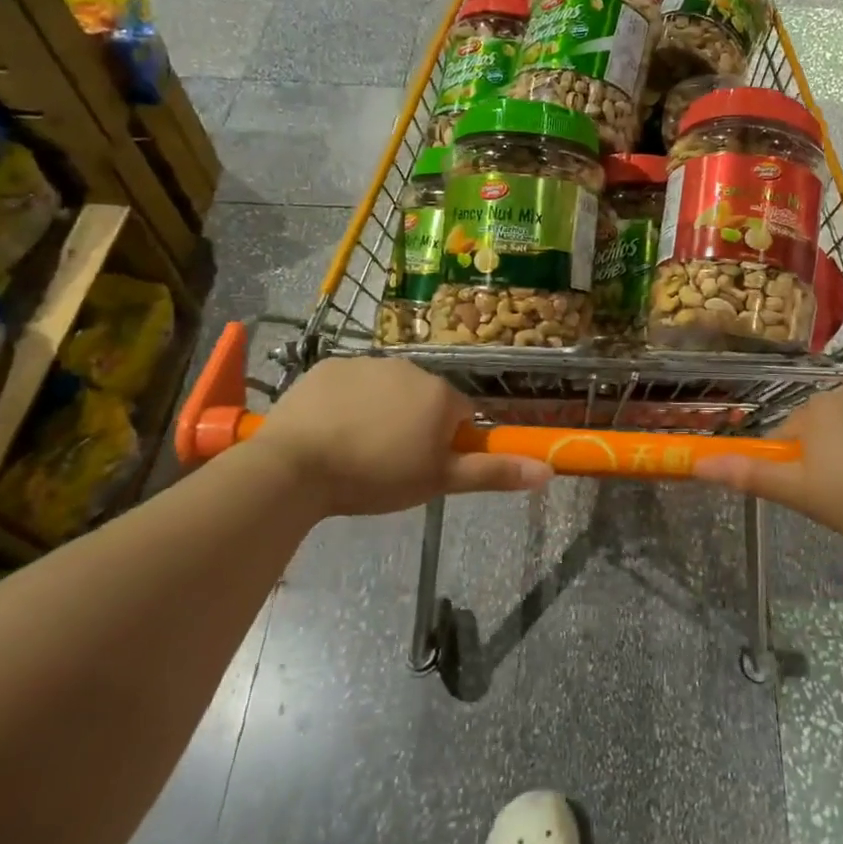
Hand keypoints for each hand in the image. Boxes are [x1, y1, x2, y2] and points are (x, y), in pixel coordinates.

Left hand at [247, 358, 550, 516]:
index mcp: (439, 394)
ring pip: (387, 389)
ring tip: (354, 449)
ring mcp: (366, 362)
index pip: (459, 413)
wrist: (295, 466)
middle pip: (424, 398)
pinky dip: (346, 402)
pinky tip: (328, 430)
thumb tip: (548, 471)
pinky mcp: (329, 365)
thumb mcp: (438, 481)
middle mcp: (410, 368)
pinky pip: (350, 383)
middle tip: (388, 462)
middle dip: (413, 424)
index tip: (421, 465)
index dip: (445, 441)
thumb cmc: (375, 476)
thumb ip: (493, 471)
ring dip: (380, 412)